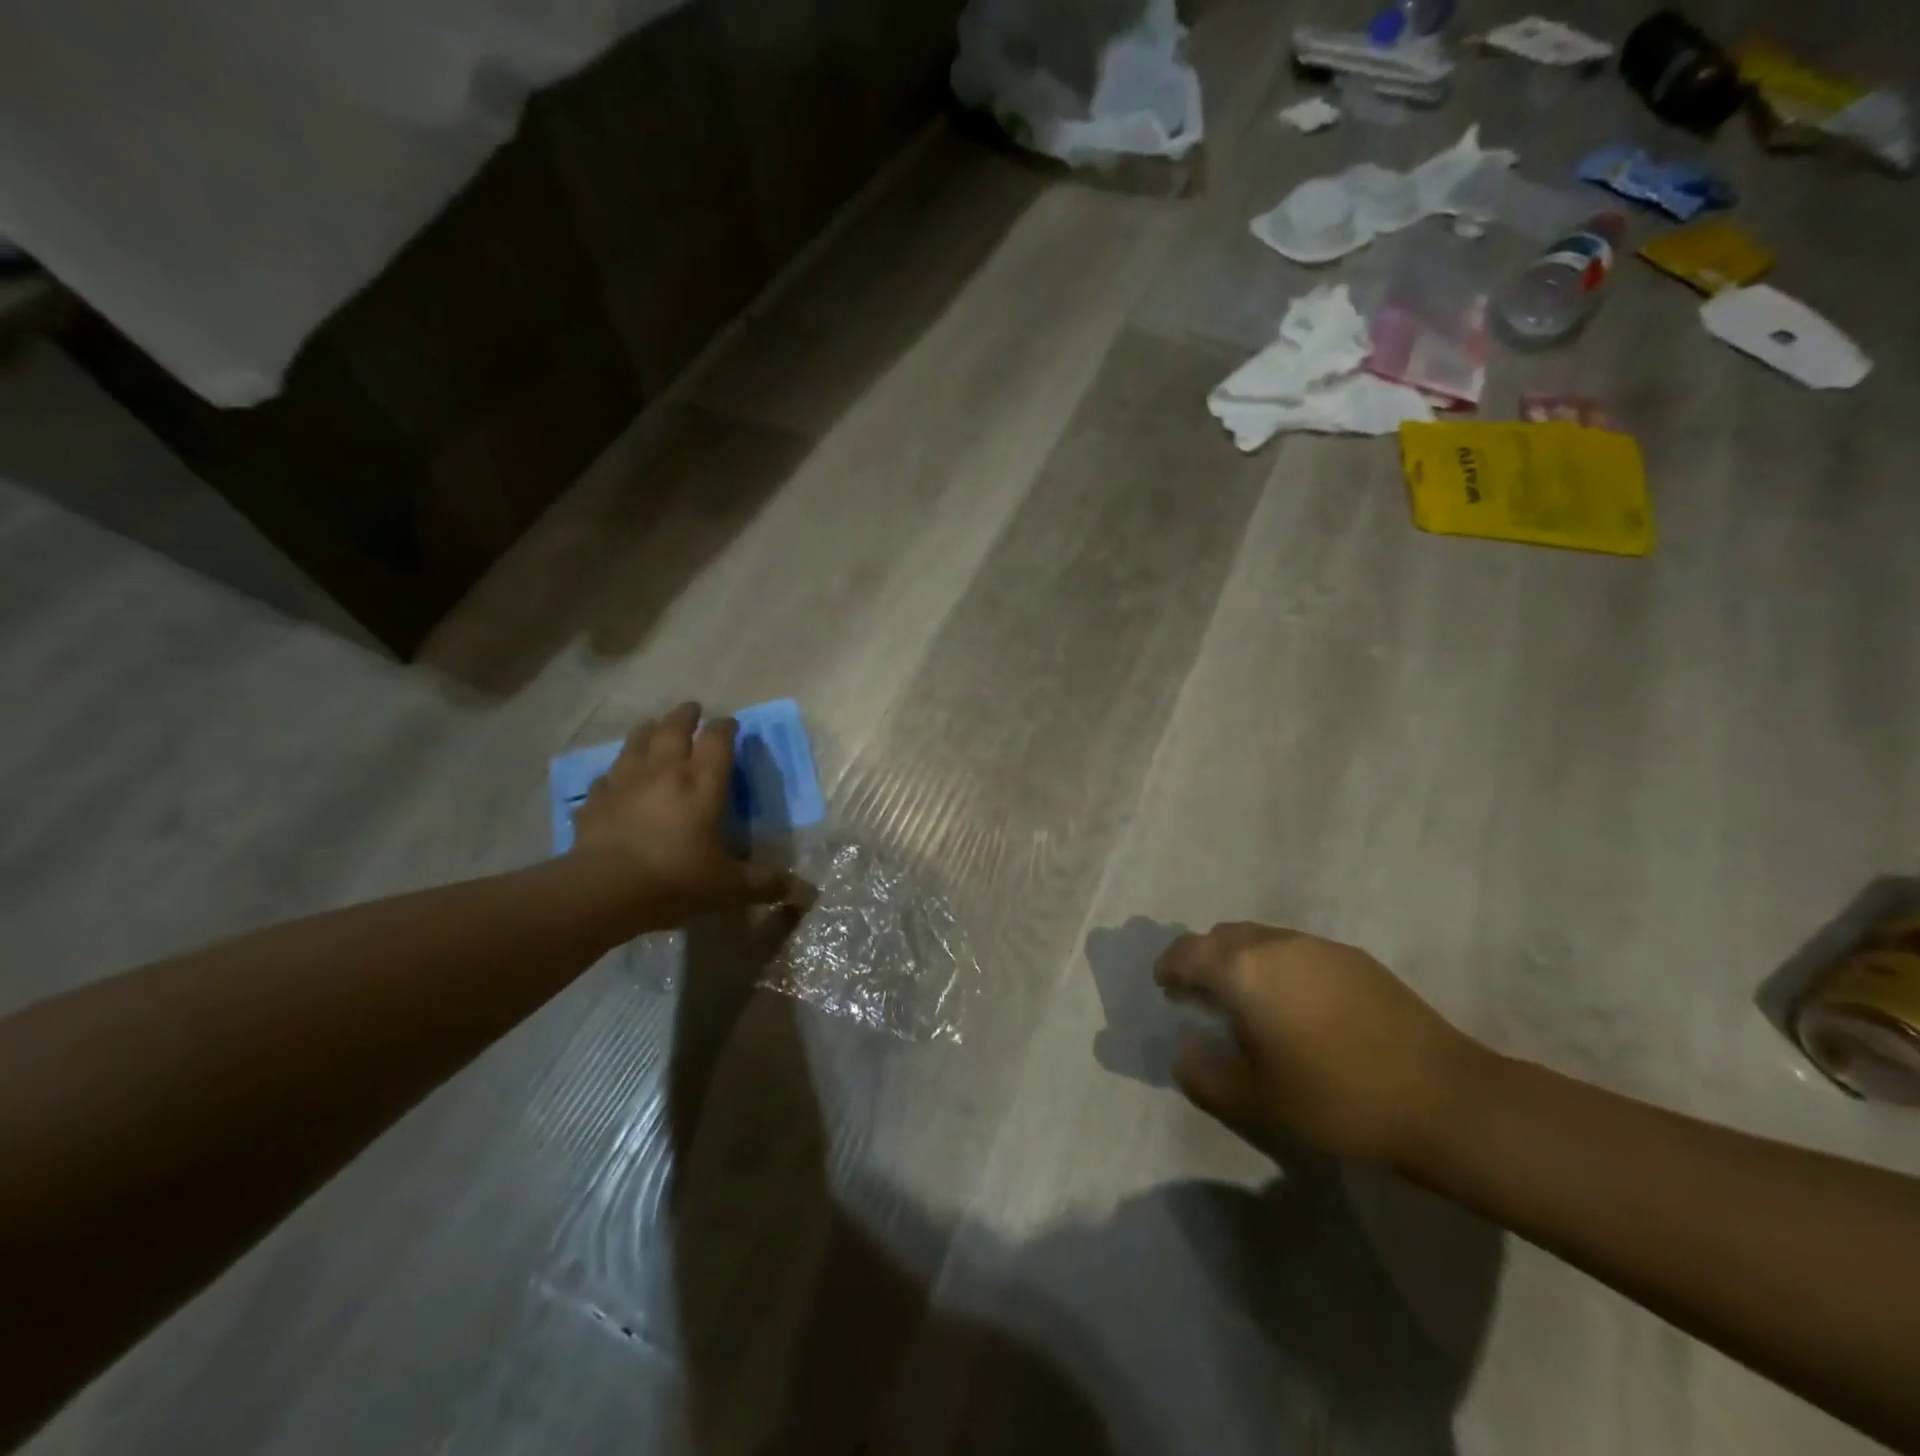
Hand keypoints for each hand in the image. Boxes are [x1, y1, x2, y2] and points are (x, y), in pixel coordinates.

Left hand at [570, 704, 805, 932]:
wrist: (603, 890)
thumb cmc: (676, 879)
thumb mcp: (730, 887)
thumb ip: (767, 884)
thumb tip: (810, 893)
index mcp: (703, 784)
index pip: (718, 740)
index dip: (726, 727)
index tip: (731, 723)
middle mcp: (665, 772)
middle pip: (674, 729)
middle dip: (685, 716)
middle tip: (692, 709)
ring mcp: (625, 782)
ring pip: (636, 743)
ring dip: (647, 732)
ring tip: (652, 727)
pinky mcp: (596, 801)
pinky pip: (605, 778)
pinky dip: (613, 775)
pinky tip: (613, 781)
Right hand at [1155, 922, 1494, 1169]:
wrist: (1444, 1099)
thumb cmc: (1336, 1099)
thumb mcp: (1256, 1100)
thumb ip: (1204, 1073)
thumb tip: (1184, 1051)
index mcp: (1243, 970)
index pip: (1186, 952)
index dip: (1169, 968)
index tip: (1166, 988)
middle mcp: (1275, 944)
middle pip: (1221, 937)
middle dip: (1204, 959)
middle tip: (1203, 996)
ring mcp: (1318, 946)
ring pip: (1261, 939)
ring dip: (1242, 960)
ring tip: (1250, 1001)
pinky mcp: (1354, 958)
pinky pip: (1296, 950)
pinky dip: (1279, 966)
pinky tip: (1299, 1006)